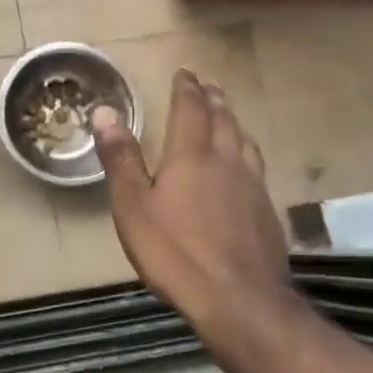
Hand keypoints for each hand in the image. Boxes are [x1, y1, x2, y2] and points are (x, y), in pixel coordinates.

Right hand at [93, 70, 292, 348]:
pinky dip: (247, 152)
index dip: (187, 88)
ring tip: (228, 115)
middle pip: (223, 120)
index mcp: (192, 155)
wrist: (239, 299)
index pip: (190, 109)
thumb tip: (105, 111)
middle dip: (213, 99)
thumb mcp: (133, 206)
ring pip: (245, 141)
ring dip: (233, 122)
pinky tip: (246, 167)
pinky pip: (256, 167)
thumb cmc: (175, 252)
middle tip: (208, 85)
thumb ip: (121, 158)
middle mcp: (227, 161)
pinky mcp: (267, 212)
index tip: (185, 72)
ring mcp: (252, 186)